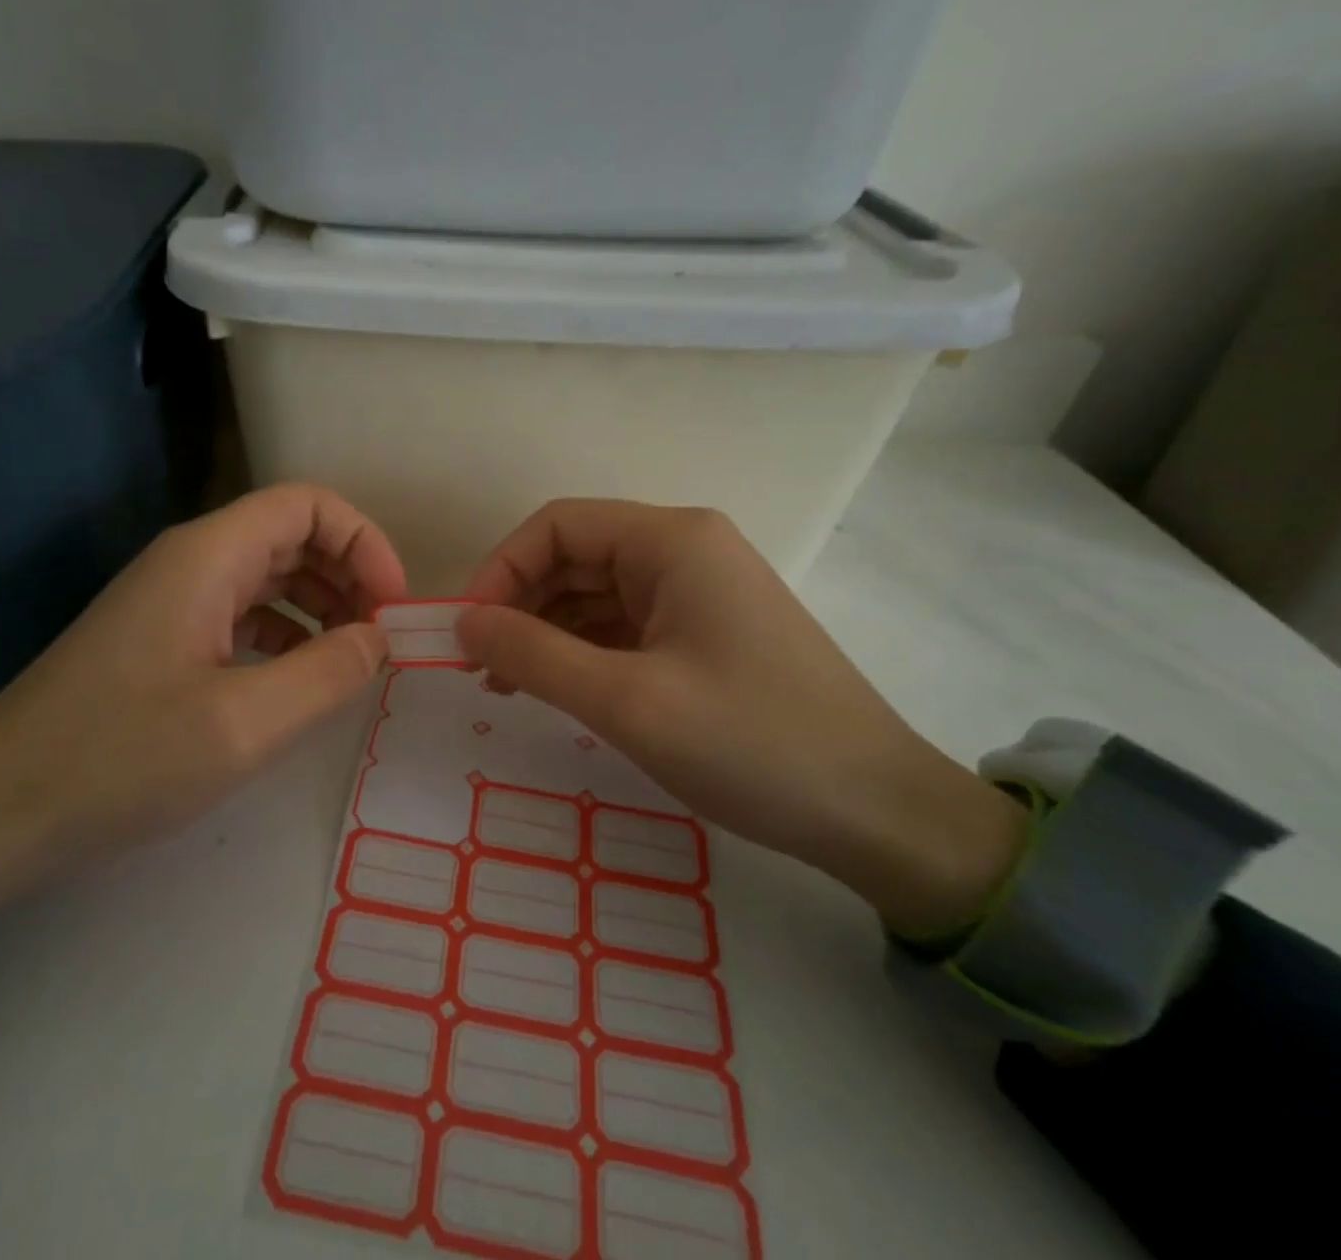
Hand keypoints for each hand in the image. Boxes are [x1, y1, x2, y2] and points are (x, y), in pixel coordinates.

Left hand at [0, 484, 407, 933]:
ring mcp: (172, 600)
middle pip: (291, 535)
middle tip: (383, 637)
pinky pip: (241, 614)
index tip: (393, 605)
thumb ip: (327, 673)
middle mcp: (190, 561)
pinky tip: (300, 678)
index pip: (308, 505)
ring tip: (354, 658)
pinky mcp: (162, 639)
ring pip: (268, 575)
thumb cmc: (120, 759)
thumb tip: (380, 638)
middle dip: (348, 575)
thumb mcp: (243, 724)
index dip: (364, 542)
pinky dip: (285, 634)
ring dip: (320, 605)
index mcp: (208, 556)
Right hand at [458, 500, 1024, 934]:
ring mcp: (698, 592)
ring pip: (595, 593)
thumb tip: (462, 623)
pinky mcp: (704, 633)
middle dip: (519, 604)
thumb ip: (532, 655)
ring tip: (506, 686)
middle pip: (575, 556)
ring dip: (545, 631)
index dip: (501, 569)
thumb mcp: (626, 701)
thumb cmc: (751, 744)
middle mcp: (685, 550)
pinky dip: (581, 651)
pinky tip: (555, 688)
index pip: (558, 525)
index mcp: (672, 540)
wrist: (878, 814)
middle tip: (479, 666)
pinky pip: (623, 626)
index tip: (467, 631)